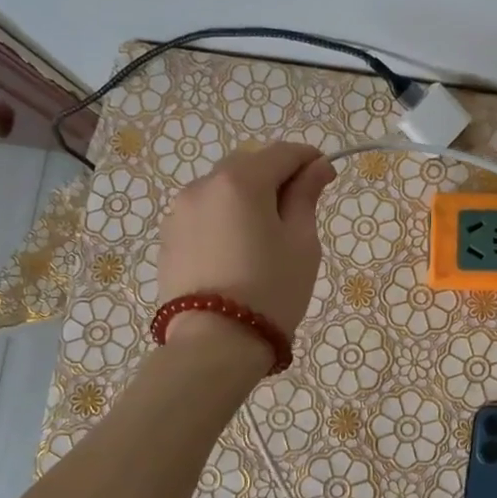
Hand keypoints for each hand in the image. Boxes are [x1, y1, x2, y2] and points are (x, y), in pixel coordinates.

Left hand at [156, 142, 336, 348]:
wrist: (214, 344)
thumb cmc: (271, 290)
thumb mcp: (301, 243)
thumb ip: (306, 197)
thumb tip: (316, 167)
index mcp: (240, 181)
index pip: (281, 152)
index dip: (309, 159)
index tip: (328, 176)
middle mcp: (203, 186)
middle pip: (248, 164)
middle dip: (276, 175)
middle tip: (299, 209)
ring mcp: (180, 211)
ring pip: (222, 188)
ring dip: (248, 195)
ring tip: (266, 233)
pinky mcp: (168, 238)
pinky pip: (204, 212)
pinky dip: (225, 216)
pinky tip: (238, 249)